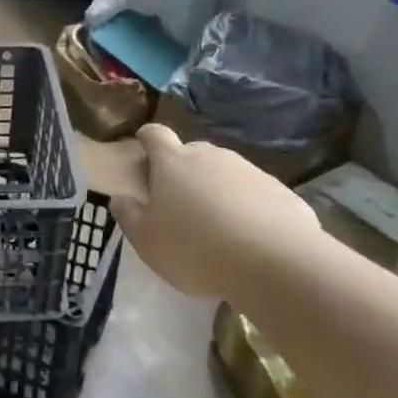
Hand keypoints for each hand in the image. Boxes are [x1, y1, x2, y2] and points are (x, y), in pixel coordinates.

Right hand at [112, 124, 321, 296]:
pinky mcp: (279, 189)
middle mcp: (210, 156)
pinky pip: (253, 192)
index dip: (147, 139)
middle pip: (191, 153)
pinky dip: (246, 206)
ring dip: (216, 189)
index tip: (144, 147)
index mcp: (173, 163)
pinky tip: (248, 235)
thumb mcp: (147, 241)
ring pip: (224, 173)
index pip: (155, 135)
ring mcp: (248, 170)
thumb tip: (119, 197)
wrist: (275, 262)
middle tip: (179, 202)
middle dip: (183, 170)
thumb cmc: (195, 249)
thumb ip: (129, 216)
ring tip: (216, 224)